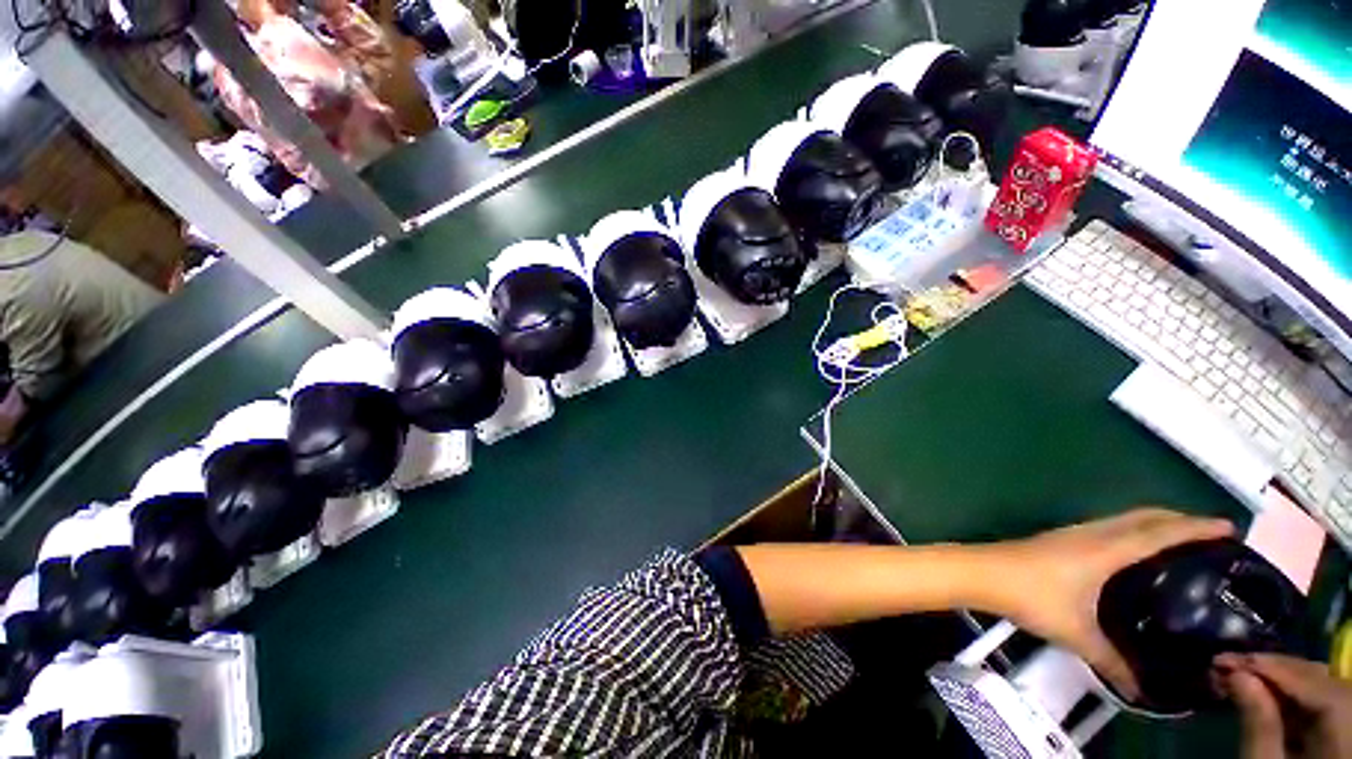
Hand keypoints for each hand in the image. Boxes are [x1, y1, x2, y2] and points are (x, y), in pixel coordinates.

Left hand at [988, 508, 1234, 698]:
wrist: (981, 572)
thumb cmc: (1030, 596)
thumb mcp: (1077, 633)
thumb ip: (1112, 663)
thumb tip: (1142, 693)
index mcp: (1106, 550)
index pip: (1160, 533)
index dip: (1195, 528)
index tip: (1229, 528)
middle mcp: (1093, 533)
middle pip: (1144, 517)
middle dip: (1180, 521)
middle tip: (1212, 536)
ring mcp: (1073, 533)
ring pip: (1124, 520)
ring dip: (1154, 523)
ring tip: (1180, 542)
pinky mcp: (1061, 539)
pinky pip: (1108, 527)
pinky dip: (1132, 530)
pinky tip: (1133, 553)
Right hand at [1215, 653, 1351, 758]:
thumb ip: (1258, 725)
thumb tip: (1237, 675)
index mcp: (1348, 735)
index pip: (1315, 686)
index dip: (1274, 668)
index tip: (1226, 658)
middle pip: (1320, 680)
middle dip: (1275, 669)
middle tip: (1227, 663)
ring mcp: (1350, 725)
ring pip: (1321, 684)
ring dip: (1280, 676)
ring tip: (1240, 672)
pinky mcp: (1341, 726)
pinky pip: (1319, 698)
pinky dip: (1289, 690)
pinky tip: (1262, 689)